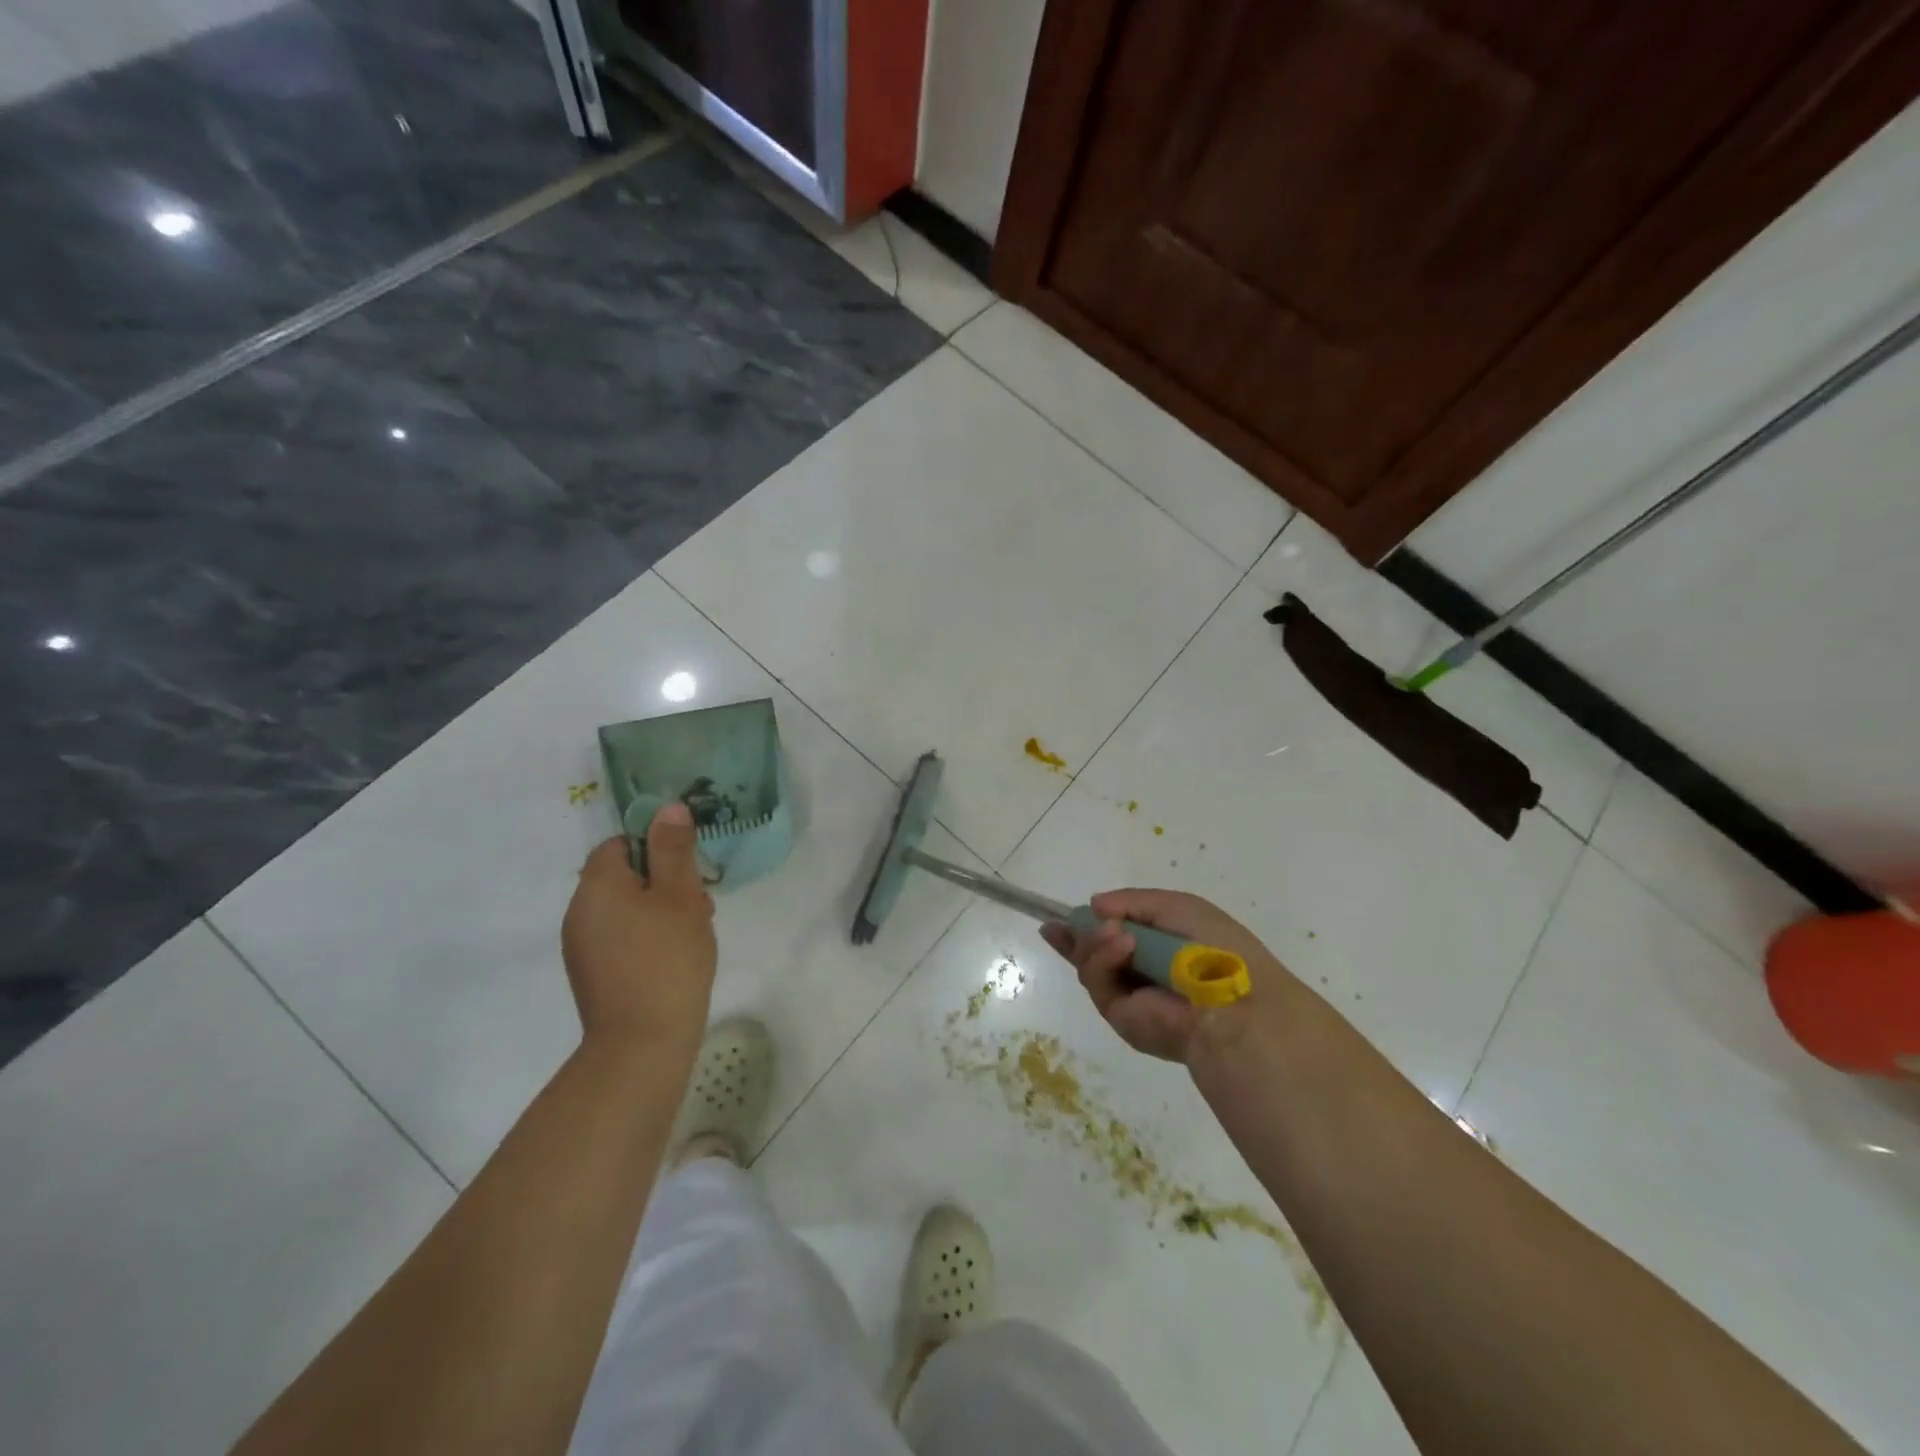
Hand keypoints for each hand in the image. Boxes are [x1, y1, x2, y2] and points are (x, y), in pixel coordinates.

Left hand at [562, 803, 716, 1054]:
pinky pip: (621, 937)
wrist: (642, 1043)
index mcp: (596, 885)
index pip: (620, 843)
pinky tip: (675, 957)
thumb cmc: (667, 958)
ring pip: (626, 908)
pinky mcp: (592, 974)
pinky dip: (648, 937)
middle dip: (665, 882)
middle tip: (700, 904)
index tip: (688, 870)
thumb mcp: (680, 896)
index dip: (656, 848)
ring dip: (660, 910)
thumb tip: (668, 807)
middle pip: (624, 876)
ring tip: (694, 932)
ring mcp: (581, 946)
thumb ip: (674, 849)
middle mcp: (579, 911)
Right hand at [1041, 888, 1291, 1062]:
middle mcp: (1141, 973)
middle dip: (1073, 938)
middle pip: (1093, 954)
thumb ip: (1132, 901)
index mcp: (1160, 948)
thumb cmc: (1213, 947)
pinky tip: (1121, 945)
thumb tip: (1094, 906)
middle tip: (1053, 926)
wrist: (1231, 1002)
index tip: (1062, 916)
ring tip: (1114, 932)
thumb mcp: (1176, 906)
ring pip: (1090, 964)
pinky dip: (1104, 958)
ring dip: (1095, 941)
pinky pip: (1098, 981)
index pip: (1116, 935)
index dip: (1090, 924)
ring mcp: (1129, 996)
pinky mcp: (1119, 1015)